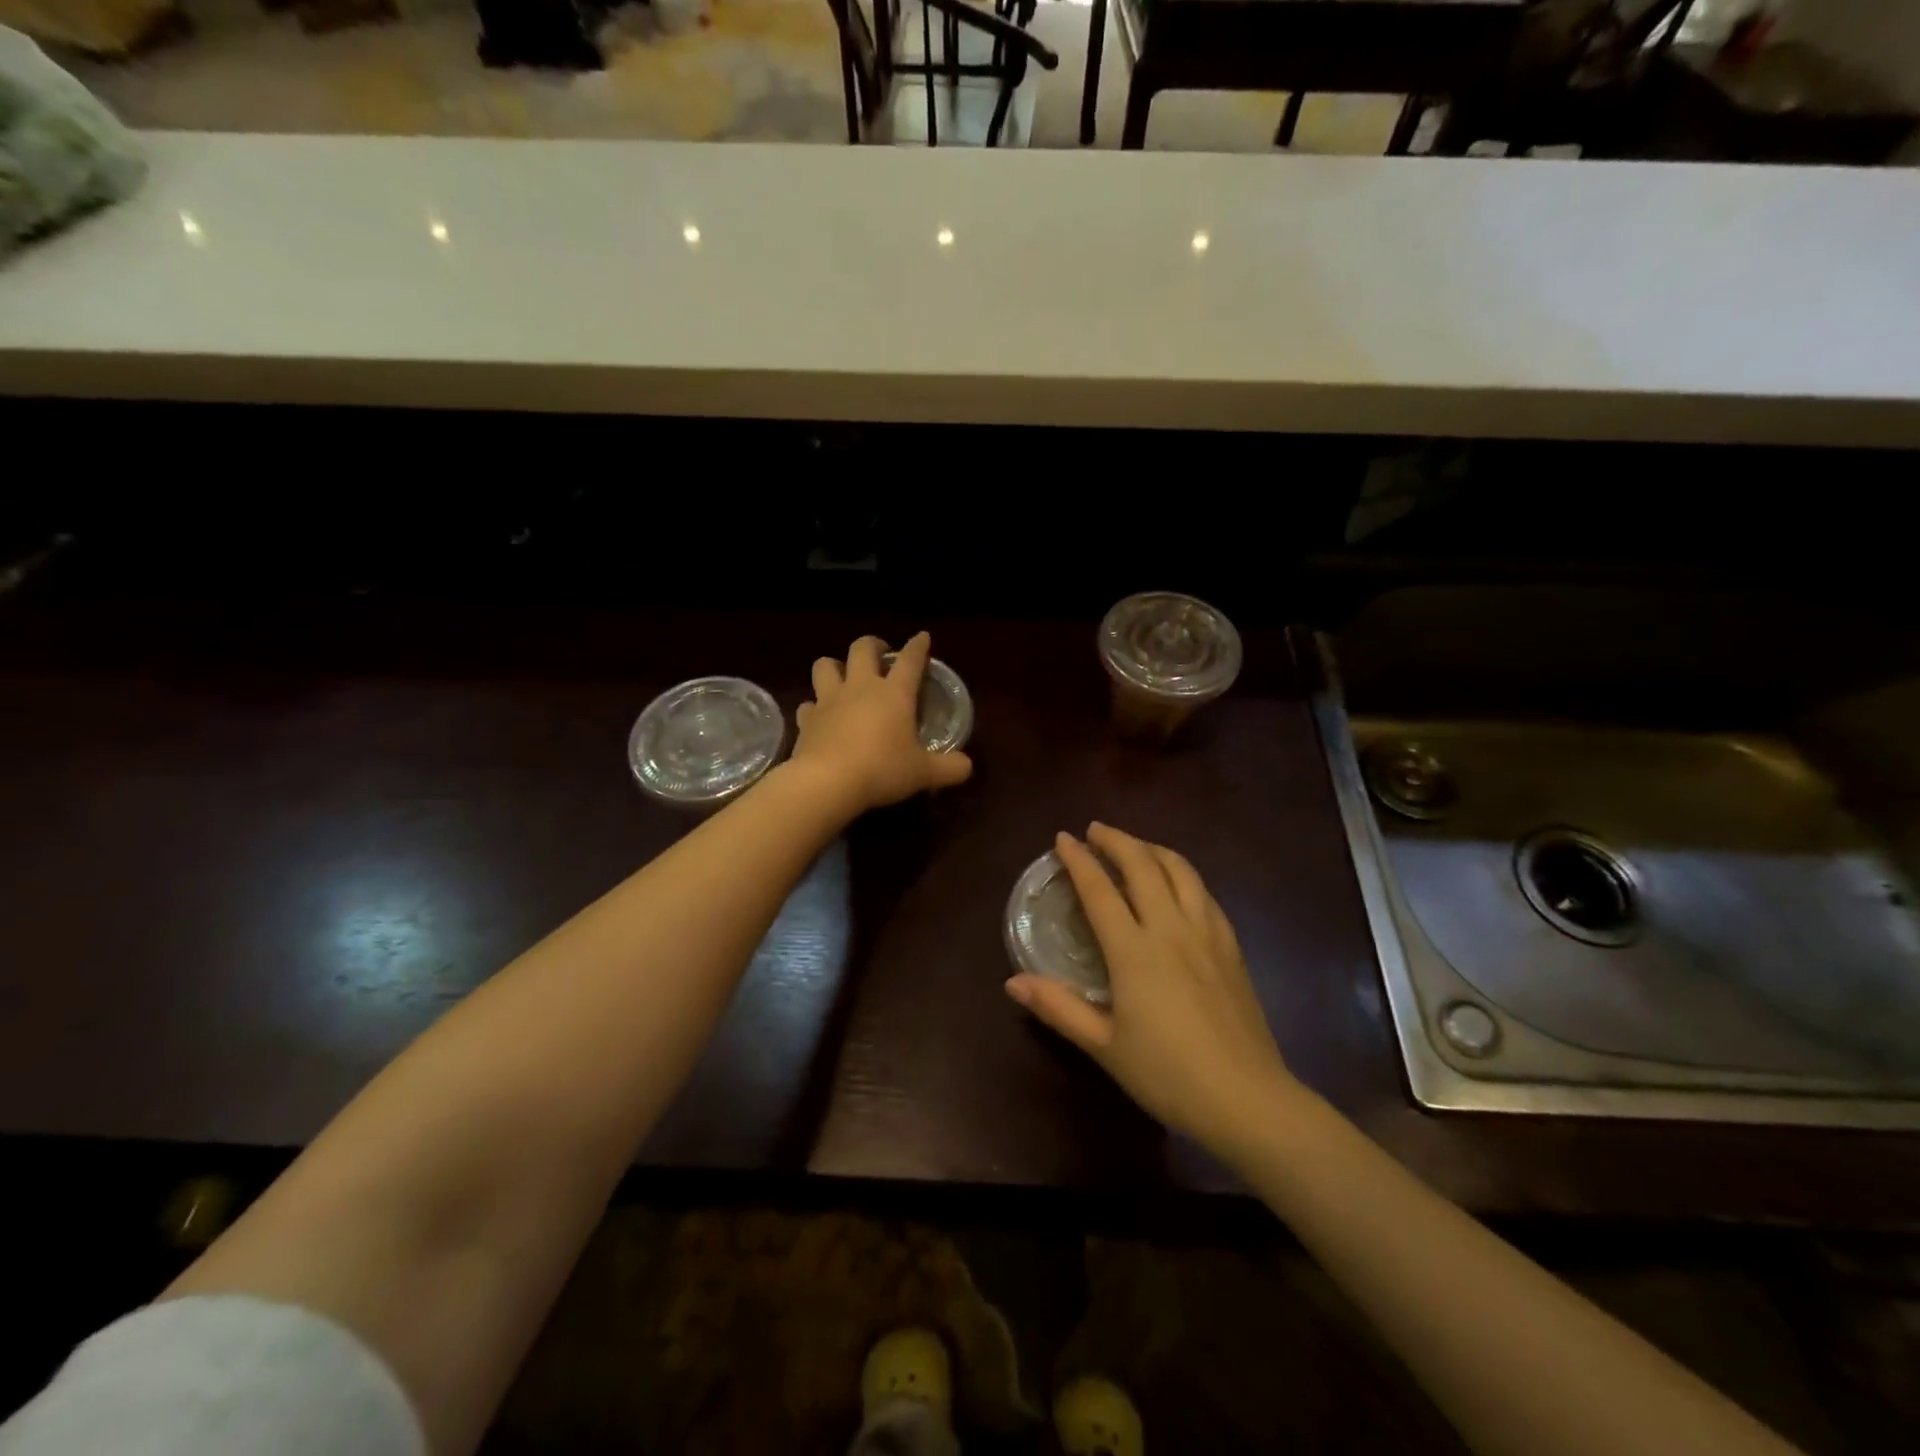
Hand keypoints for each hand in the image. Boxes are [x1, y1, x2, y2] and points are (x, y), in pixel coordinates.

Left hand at [790, 633, 973, 814]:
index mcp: (894, 693)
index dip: (918, 646)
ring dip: (835, 666)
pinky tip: (820, 717)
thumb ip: (949, 768)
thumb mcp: (924, 773)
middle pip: (862, 648)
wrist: (827, 783)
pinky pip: (808, 704)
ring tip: (843, 677)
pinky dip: (814, 707)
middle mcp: (860, 687)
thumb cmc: (882, 770)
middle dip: (872, 645)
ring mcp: (829, 701)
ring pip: (825, 665)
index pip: (910, 659)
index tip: (922, 638)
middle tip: (880, 655)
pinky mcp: (806, 720)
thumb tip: (967, 766)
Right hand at [1005, 822, 1299, 1152]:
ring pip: (1180, 870)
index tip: (1063, 838)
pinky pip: (1204, 892)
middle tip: (1095, 830)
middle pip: (1143, 865)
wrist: (1247, 1098)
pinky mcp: (1231, 946)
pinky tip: (1178, 883)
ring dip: (1153, 848)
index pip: (1100, 890)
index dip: (1079, 860)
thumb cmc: (1167, 1074)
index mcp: (1134, 951)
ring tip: (1135, 846)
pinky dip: (1183, 874)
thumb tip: (1013, 982)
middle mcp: (1171, 929)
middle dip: (1117, 840)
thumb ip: (1059, 1008)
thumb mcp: (1104, 1046)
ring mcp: (1207, 934)